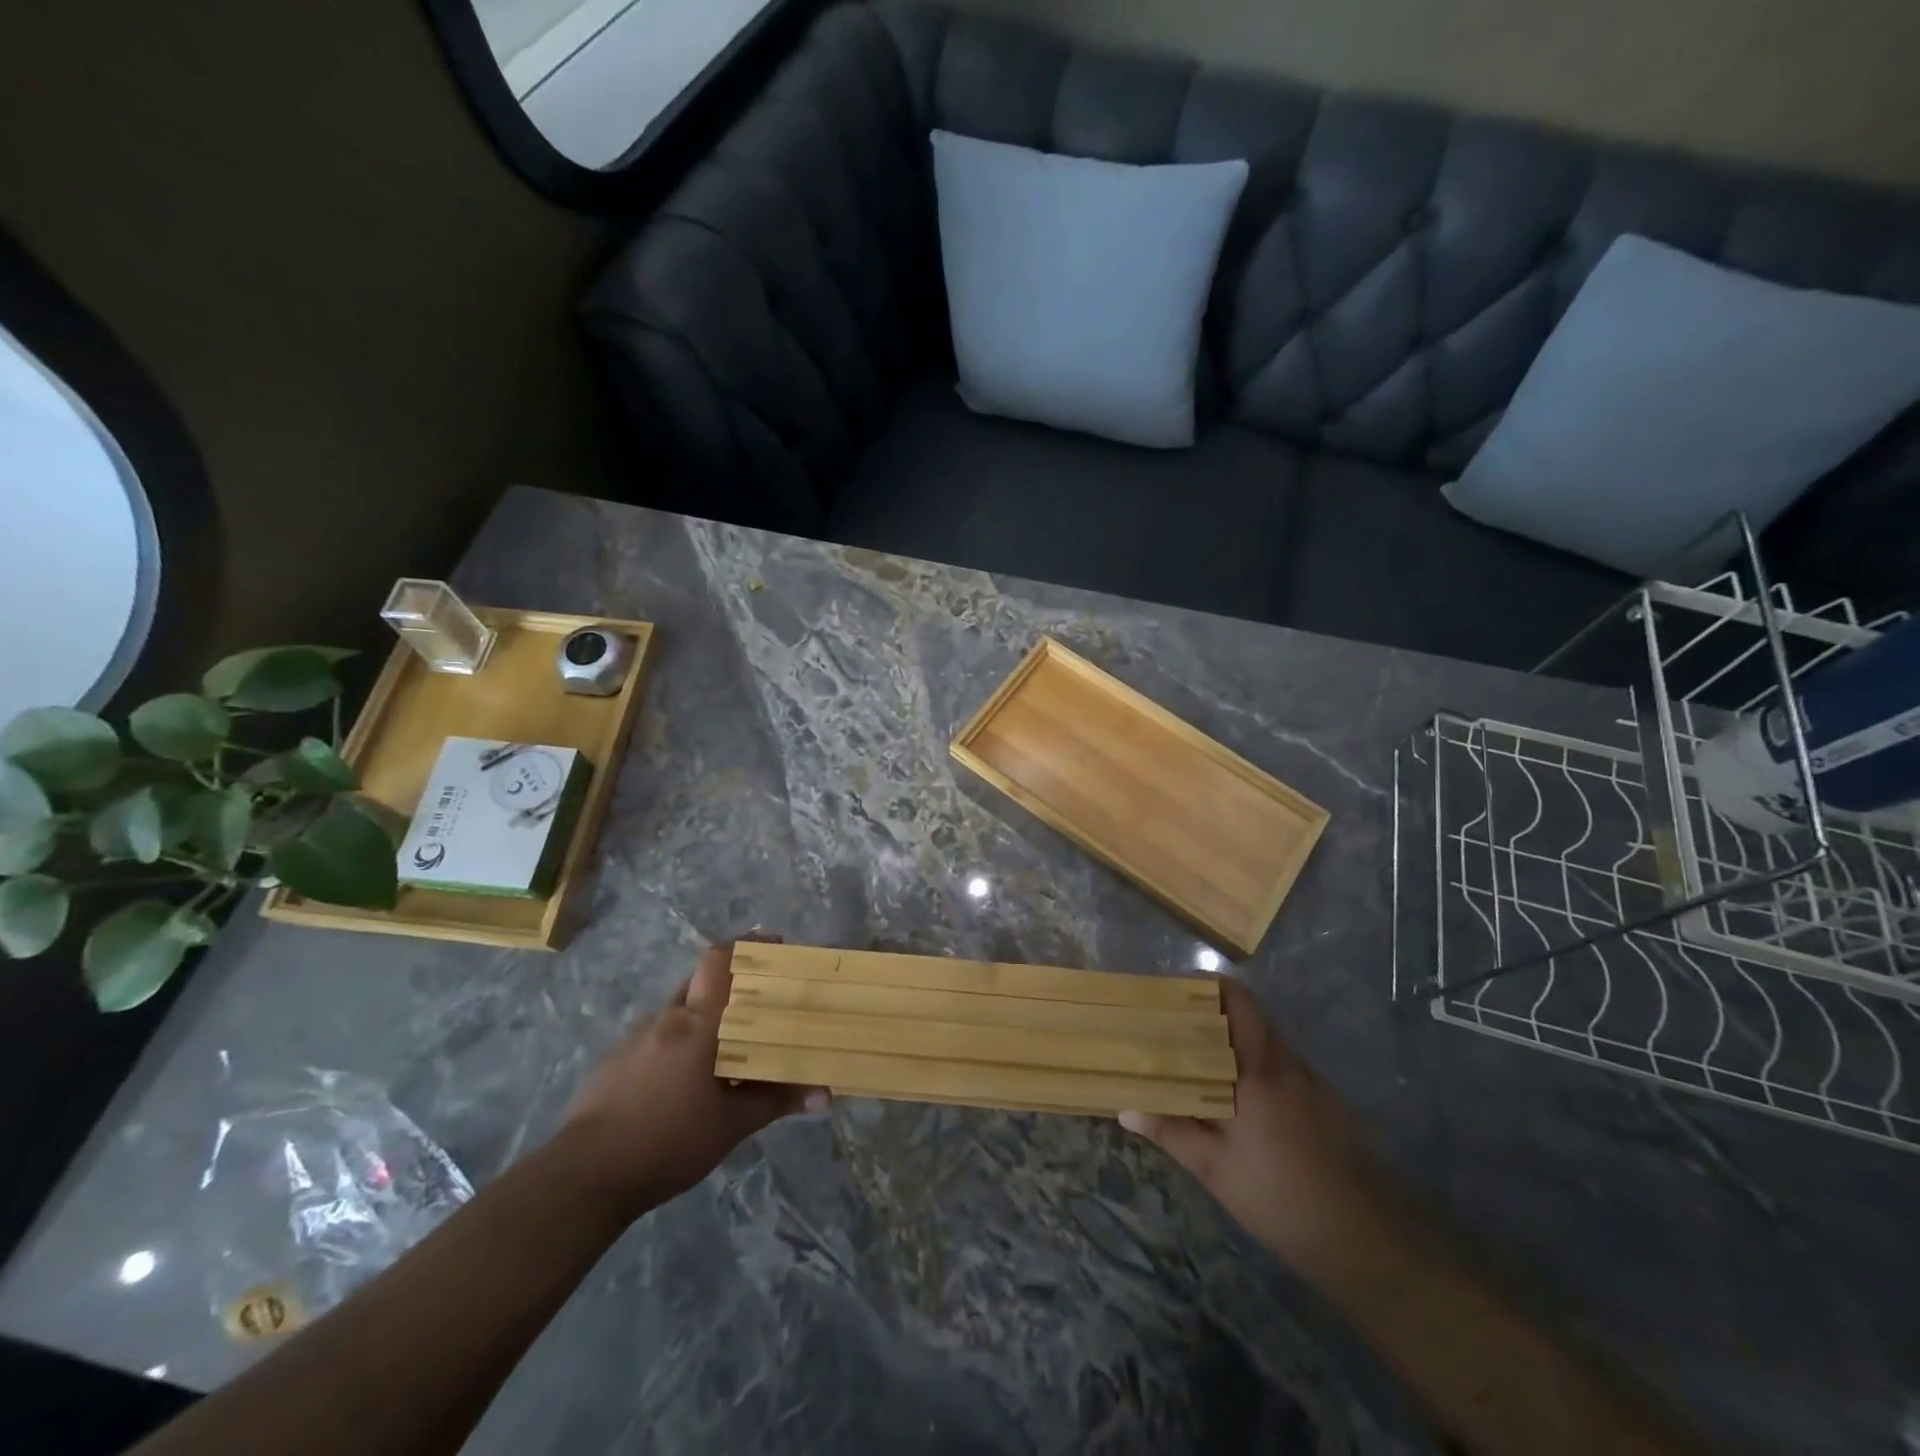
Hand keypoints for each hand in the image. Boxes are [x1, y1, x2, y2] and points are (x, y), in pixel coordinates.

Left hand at [561, 941, 826, 1220]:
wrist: (582, 1178)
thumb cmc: (667, 1141)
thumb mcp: (731, 1125)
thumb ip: (777, 1102)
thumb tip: (825, 1095)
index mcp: (696, 1022)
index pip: (720, 959)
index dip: (748, 945)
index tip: (775, 948)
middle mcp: (666, 1018)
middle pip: (701, 980)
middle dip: (732, 984)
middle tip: (762, 1004)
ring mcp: (635, 1038)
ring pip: (679, 1010)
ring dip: (705, 1017)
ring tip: (730, 1047)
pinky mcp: (615, 1063)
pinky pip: (658, 1037)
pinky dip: (680, 1043)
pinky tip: (689, 1080)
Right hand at [1120, 979, 1394, 1263]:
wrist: (1369, 1241)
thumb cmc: (1282, 1196)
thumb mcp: (1215, 1169)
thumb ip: (1171, 1132)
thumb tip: (1127, 1110)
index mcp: (1259, 1066)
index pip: (1237, 999)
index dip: (1206, 987)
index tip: (1173, 996)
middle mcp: (1288, 1063)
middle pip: (1248, 1019)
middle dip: (1210, 1020)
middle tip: (1173, 1033)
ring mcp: (1313, 1084)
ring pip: (1265, 1047)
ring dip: (1233, 1049)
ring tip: (1197, 1068)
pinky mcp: (1328, 1107)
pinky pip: (1283, 1073)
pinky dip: (1256, 1074)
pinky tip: (1238, 1107)